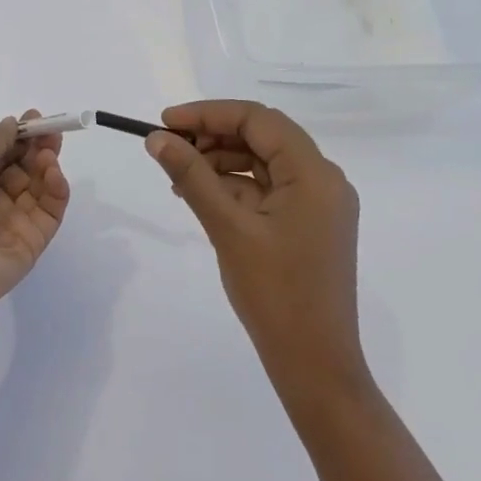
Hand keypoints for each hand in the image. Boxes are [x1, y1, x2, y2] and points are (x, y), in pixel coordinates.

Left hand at [0, 112, 70, 334]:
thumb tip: (13, 125)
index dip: (17, 135)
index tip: (36, 118)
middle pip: (21, 167)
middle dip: (37, 146)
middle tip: (52, 132)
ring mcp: (11, 221)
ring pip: (38, 186)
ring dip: (46, 165)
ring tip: (48, 155)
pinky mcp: (31, 241)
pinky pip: (50, 210)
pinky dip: (56, 189)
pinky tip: (54, 174)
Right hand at [146, 101, 365, 398]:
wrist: (315, 365)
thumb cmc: (275, 294)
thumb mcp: (228, 229)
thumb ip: (192, 177)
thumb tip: (156, 138)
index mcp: (315, 173)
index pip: (258, 120)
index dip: (208, 114)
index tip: (165, 122)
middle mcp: (323, 180)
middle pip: (263, 137)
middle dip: (213, 137)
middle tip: (168, 149)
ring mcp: (318, 204)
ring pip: (263, 163)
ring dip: (221, 162)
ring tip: (178, 177)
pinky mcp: (308, 224)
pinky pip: (269, 190)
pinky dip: (235, 188)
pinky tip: (201, 197)